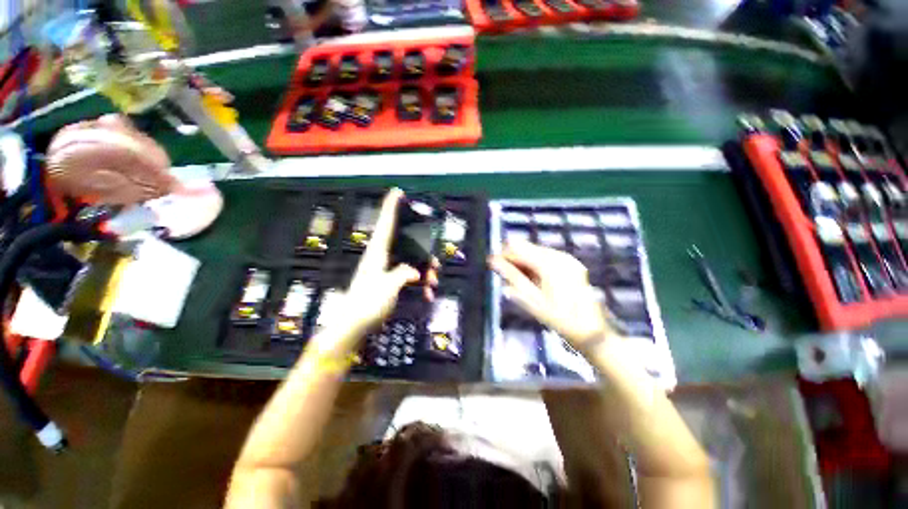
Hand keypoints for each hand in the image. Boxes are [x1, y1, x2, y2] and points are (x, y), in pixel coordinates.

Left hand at [338, 189, 437, 337]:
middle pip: (406, 245)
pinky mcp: (388, 283)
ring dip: (424, 272)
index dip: (391, 207)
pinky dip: (419, 285)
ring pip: (410, 262)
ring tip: (433, 285)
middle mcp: (381, 258)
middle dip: (423, 253)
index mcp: (377, 253)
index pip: (386, 224)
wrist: (353, 327)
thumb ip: (404, 274)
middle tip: (435, 265)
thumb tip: (415, 271)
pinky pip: (408, 277)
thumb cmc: (367, 304)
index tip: (397, 192)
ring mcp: (385, 271)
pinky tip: (427, 295)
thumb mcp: (388, 286)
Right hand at [489, 240, 614, 352]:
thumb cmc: (557, 317)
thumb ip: (511, 276)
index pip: (518, 248)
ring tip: (520, 280)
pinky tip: (535, 279)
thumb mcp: (530, 298)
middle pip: (528, 248)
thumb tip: (493, 260)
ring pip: (537, 252)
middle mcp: (559, 255)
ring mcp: (568, 259)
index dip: (504, 255)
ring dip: (525, 262)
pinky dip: (537, 265)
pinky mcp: (573, 264)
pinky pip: (548, 258)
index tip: (493, 265)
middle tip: (506, 276)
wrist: (590, 331)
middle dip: (515, 259)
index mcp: (548, 263)